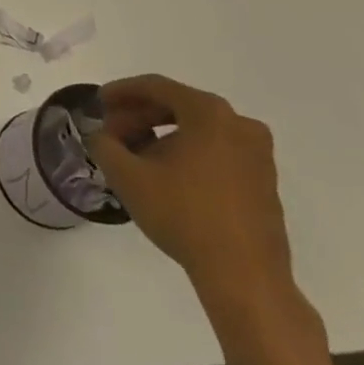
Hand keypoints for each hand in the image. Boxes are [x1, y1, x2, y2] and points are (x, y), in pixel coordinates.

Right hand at [87, 75, 292, 307]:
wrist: (245, 277)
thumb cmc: (184, 215)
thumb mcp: (127, 176)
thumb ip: (104, 145)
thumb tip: (101, 136)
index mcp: (209, 113)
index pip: (157, 87)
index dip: (122, 91)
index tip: (99, 102)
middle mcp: (239, 124)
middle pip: (179, 106)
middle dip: (140, 116)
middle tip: (113, 133)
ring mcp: (257, 154)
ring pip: (198, 130)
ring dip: (163, 136)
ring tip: (135, 157)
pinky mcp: (264, 182)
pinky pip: (217, 151)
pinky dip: (188, 153)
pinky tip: (166, 176)